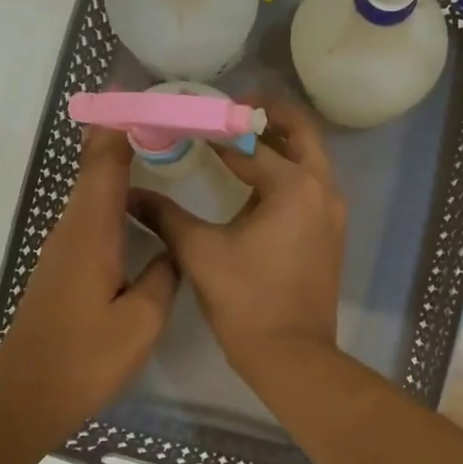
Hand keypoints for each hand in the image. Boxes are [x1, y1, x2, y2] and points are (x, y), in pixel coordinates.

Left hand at [0, 129, 178, 446]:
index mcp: (91, 233)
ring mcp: (63, 249)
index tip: (138, 91)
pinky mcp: (62, 268)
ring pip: (92, 191)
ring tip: (157, 146)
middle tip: (160, 111)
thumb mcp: (142, 321)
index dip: (118, 123)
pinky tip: (138, 206)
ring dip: (118, 163)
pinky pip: (91, 216)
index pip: (104, 162)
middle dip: (121, 133)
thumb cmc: (85, 359)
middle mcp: (72, 230)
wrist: (26, 398)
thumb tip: (171, 249)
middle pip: (94, 167)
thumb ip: (164, 276)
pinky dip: (114, 196)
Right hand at [131, 98, 346, 386]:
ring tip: (239, 137)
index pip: (250, 142)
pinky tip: (257, 180)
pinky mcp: (331, 231)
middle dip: (268, 114)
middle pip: (301, 131)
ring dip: (280, 141)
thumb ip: (165, 215)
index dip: (216, 127)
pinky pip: (312, 184)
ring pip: (311, 157)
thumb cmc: (245, 302)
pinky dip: (288, 169)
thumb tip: (130, 194)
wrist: (291, 356)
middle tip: (230, 108)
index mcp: (293, 187)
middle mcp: (322, 189)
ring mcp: (332, 211)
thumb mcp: (199, 252)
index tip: (190, 114)